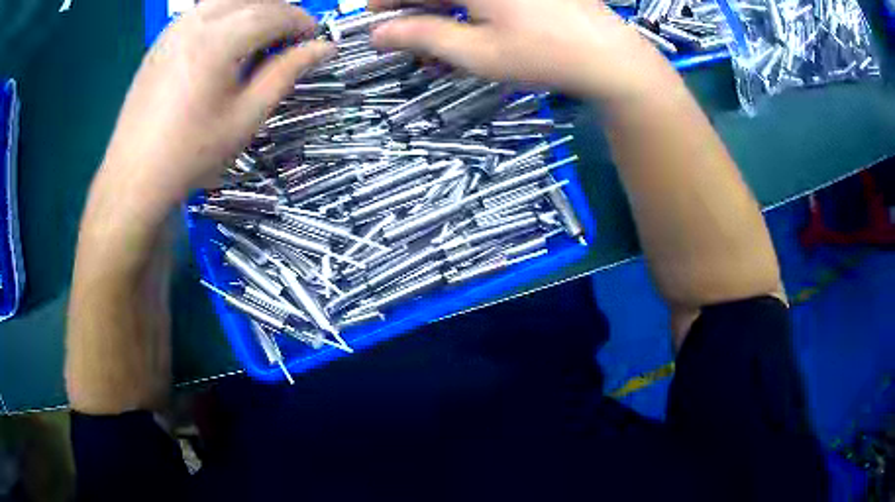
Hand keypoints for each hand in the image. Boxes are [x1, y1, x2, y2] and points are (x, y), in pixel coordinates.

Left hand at [97, 0, 333, 217]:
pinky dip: (225, 16)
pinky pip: (203, 12)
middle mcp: (196, 23)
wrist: (134, 177)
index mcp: (219, 41)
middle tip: (290, 39)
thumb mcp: (246, 117)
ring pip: (226, 0)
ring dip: (252, 10)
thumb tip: (323, 48)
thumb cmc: (191, 153)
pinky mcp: (162, 40)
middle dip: (279, 12)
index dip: (301, 22)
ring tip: (260, 39)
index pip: (274, 13)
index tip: (314, 39)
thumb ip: (285, 73)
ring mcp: (175, 28)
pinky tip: (225, 43)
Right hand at [370, 0, 666, 99]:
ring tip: (433, 33)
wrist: (610, 57)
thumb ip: (423, 36)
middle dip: (414, 3)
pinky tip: (465, 24)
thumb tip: (378, 33)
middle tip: (400, 27)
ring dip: (440, 7)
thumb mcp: (477, 52)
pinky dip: (467, 6)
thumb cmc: (543, 55)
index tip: (372, 14)